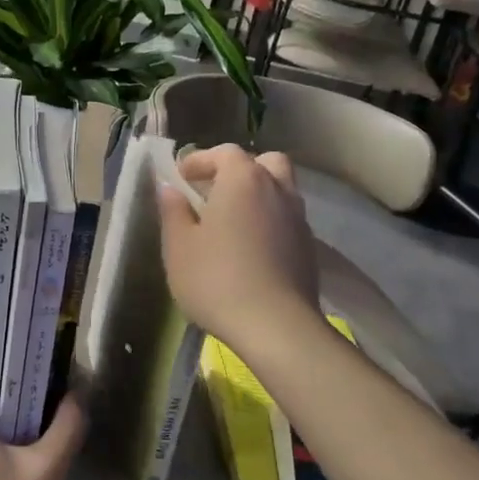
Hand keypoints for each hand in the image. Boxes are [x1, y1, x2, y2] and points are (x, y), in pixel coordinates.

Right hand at [159, 144, 319, 347]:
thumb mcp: (179, 246)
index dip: (201, 160)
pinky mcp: (308, 248)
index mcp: (243, 180)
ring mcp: (298, 219)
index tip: (181, 177)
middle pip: (264, 163)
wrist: (275, 326)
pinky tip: (252, 248)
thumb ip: (173, 211)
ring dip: (258, 195)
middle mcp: (277, 190)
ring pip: (280, 190)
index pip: (224, 153)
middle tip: (215, 191)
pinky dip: (269, 221)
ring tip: (233, 221)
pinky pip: (287, 219)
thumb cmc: (216, 279)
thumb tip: (169, 189)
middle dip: (239, 170)